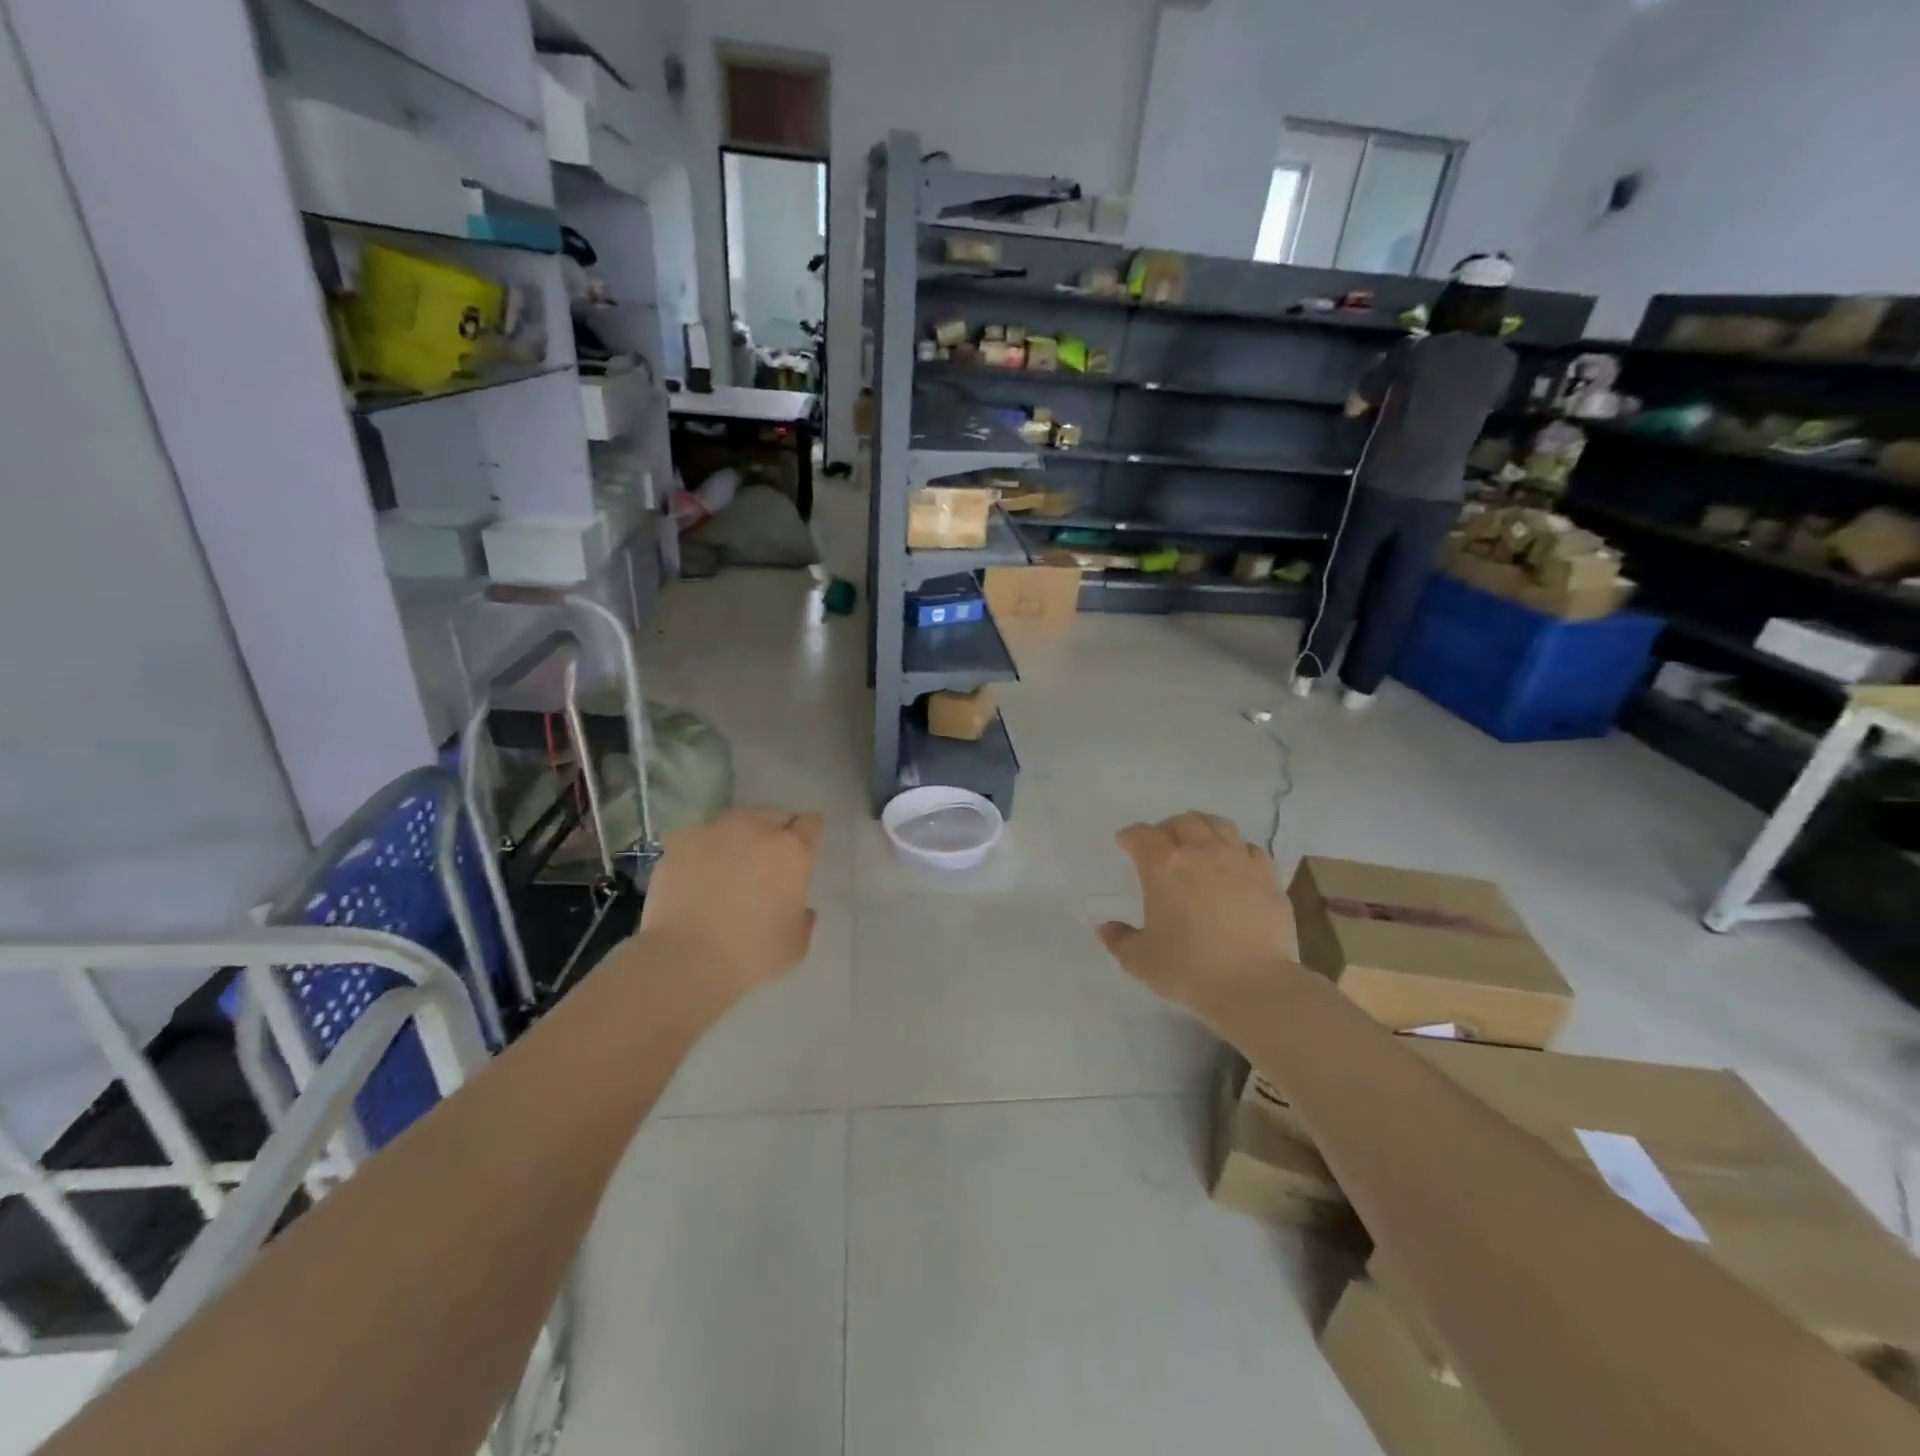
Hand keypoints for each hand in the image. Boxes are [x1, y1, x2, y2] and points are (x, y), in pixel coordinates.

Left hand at [634, 809, 823, 1002]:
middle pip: (773, 816)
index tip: (803, 851)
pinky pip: (699, 838)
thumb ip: (803, 917)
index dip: (809, 835)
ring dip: (738, 838)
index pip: (811, 823)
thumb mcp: (796, 943)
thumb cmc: (752, 953)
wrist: (686, 959)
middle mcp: (756, 829)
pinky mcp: (680, 841)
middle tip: (766, 864)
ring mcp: (715, 830)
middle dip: (773, 835)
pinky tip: (696, 875)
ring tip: (727, 866)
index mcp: (792, 851)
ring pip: (735, 822)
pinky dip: (702, 851)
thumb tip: (799, 908)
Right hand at [1095, 812, 1301, 1032]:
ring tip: (1199, 845)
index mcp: (1163, 865)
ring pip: (1219, 825)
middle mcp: (1200, 852)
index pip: (1141, 835)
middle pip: (1183, 821)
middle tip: (1164, 846)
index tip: (1126, 846)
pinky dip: (1237, 850)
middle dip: (1168, 829)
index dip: (1130, 838)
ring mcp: (1238, 860)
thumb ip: (1119, 940)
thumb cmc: (1189, 969)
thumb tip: (1106, 928)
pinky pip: (1250, 848)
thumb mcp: (1140, 961)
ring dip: (1204, 830)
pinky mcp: (1268, 876)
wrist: (1255, 985)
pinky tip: (1234, 866)